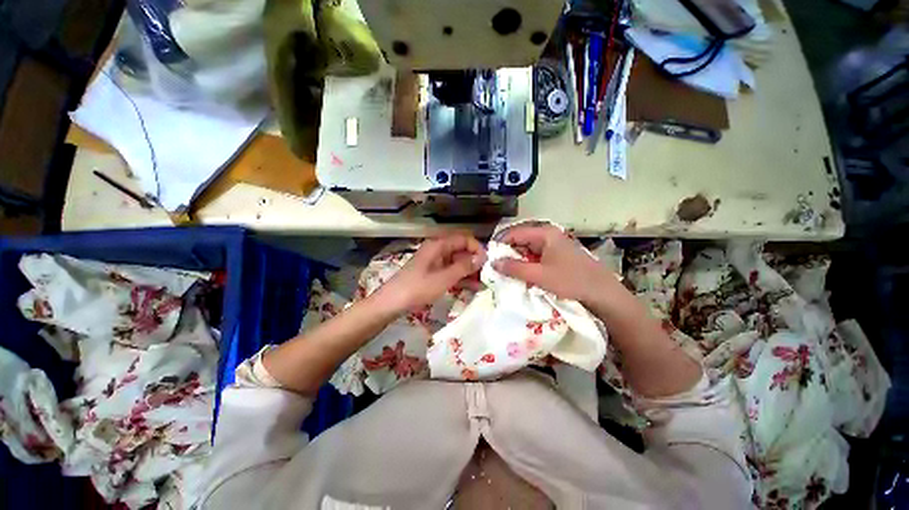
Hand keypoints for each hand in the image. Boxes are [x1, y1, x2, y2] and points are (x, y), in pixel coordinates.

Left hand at [375, 233, 485, 313]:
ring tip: (484, 283)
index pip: (463, 238)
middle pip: (461, 250)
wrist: (392, 303)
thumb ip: (463, 266)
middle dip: (475, 261)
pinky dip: (461, 278)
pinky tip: (473, 287)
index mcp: (438, 245)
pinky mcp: (433, 273)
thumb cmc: (417, 288)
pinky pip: (451, 271)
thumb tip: (482, 256)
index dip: (477, 248)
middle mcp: (438, 250)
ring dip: (470, 271)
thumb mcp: (443, 278)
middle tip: (488, 275)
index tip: (487, 262)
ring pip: (457, 262)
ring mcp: (435, 262)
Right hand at [493, 224, 616, 305]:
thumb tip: (493, 263)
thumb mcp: (539, 276)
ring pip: (527, 248)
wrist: (602, 293)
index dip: (499, 244)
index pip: (514, 233)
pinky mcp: (556, 254)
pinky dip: (526, 263)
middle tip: (495, 266)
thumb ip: (514, 268)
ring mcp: (553, 244)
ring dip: (516, 259)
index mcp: (544, 233)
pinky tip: (521, 273)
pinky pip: (535, 255)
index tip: (488, 257)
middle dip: (507, 252)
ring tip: (505, 271)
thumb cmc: (571, 281)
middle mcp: (548, 234)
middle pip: (520, 239)